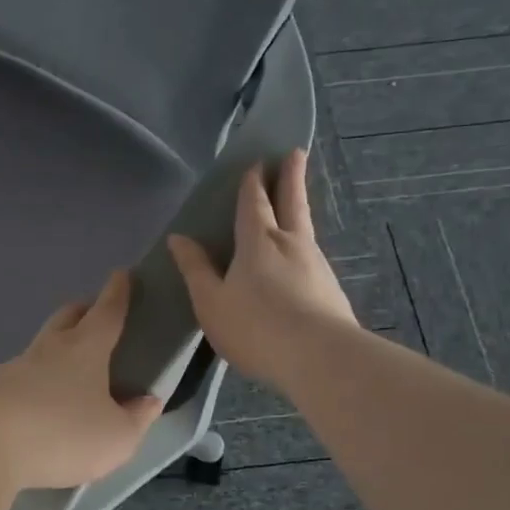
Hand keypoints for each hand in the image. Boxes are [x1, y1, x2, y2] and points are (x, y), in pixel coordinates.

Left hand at [0, 270, 163, 489]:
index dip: (118, 293)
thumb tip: (148, 400)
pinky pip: (20, 376)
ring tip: (69, 370)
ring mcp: (15, 367)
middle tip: (96, 315)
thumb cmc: (63, 434)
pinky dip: (35, 381)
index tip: (123, 274)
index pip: (107, 312)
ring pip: (41, 345)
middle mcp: (49, 349)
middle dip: (84, 310)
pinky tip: (38, 403)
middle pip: (67, 317)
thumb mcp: (117, 437)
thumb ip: (137, 418)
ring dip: (56, 347)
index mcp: (85, 349)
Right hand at [167, 148, 357, 390]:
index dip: (254, 182)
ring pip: (305, 227)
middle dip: (291, 176)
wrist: (319, 357)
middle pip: (291, 202)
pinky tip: (303, 257)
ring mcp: (316, 264)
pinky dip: (304, 244)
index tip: (258, 161)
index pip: (255, 203)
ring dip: (299, 207)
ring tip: (296, 201)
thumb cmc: (255, 327)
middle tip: (296, 152)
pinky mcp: (331, 289)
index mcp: (258, 241)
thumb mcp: (211, 301)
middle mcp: (291, 243)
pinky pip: (312, 255)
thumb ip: (196, 269)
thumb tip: (178, 238)